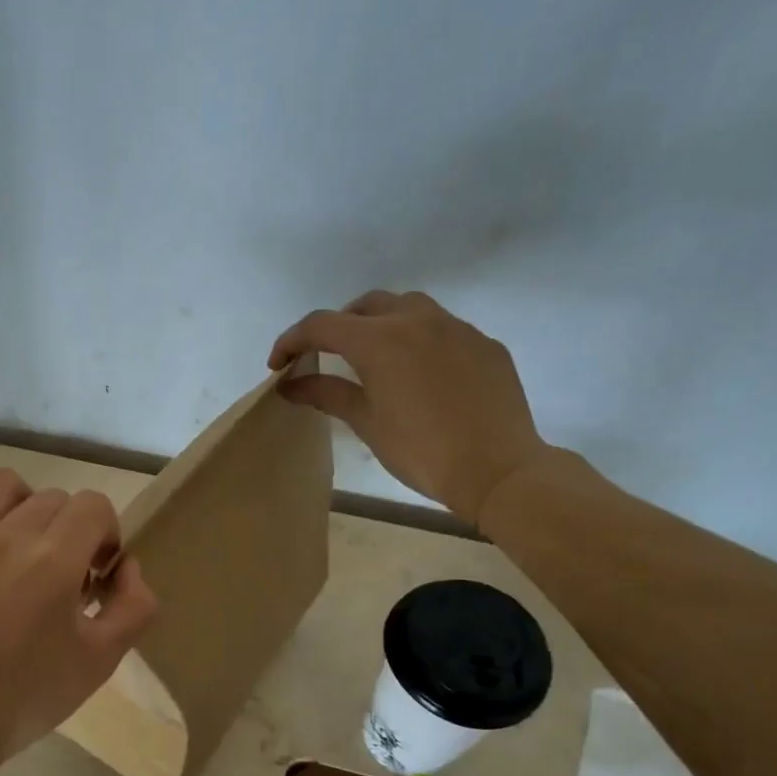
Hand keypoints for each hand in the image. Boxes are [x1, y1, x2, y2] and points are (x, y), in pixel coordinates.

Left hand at [0, 469, 159, 769]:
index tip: (95, 574)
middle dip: (70, 529)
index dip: (105, 534)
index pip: (94, 506)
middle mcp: (7, 535)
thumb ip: (134, 607)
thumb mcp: (100, 662)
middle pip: (54, 498)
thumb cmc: (24, 696)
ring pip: (2, 484)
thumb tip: (127, 566)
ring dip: (24, 504)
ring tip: (20, 541)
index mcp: (54, 560)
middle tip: (60, 576)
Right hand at [269, 290, 554, 524]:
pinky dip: (419, 341)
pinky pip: (443, 329)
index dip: (292, 340)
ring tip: (375, 357)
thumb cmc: (421, 450)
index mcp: (379, 339)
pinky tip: (421, 375)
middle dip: (338, 325)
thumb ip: (326, 394)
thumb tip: (290, 385)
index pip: (321, 325)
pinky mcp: (484, 343)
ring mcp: (456, 328)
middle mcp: (417, 320)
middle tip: (326, 356)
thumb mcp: (366, 422)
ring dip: (381, 323)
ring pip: (408, 307)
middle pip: (364, 306)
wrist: (497, 469)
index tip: (278, 365)